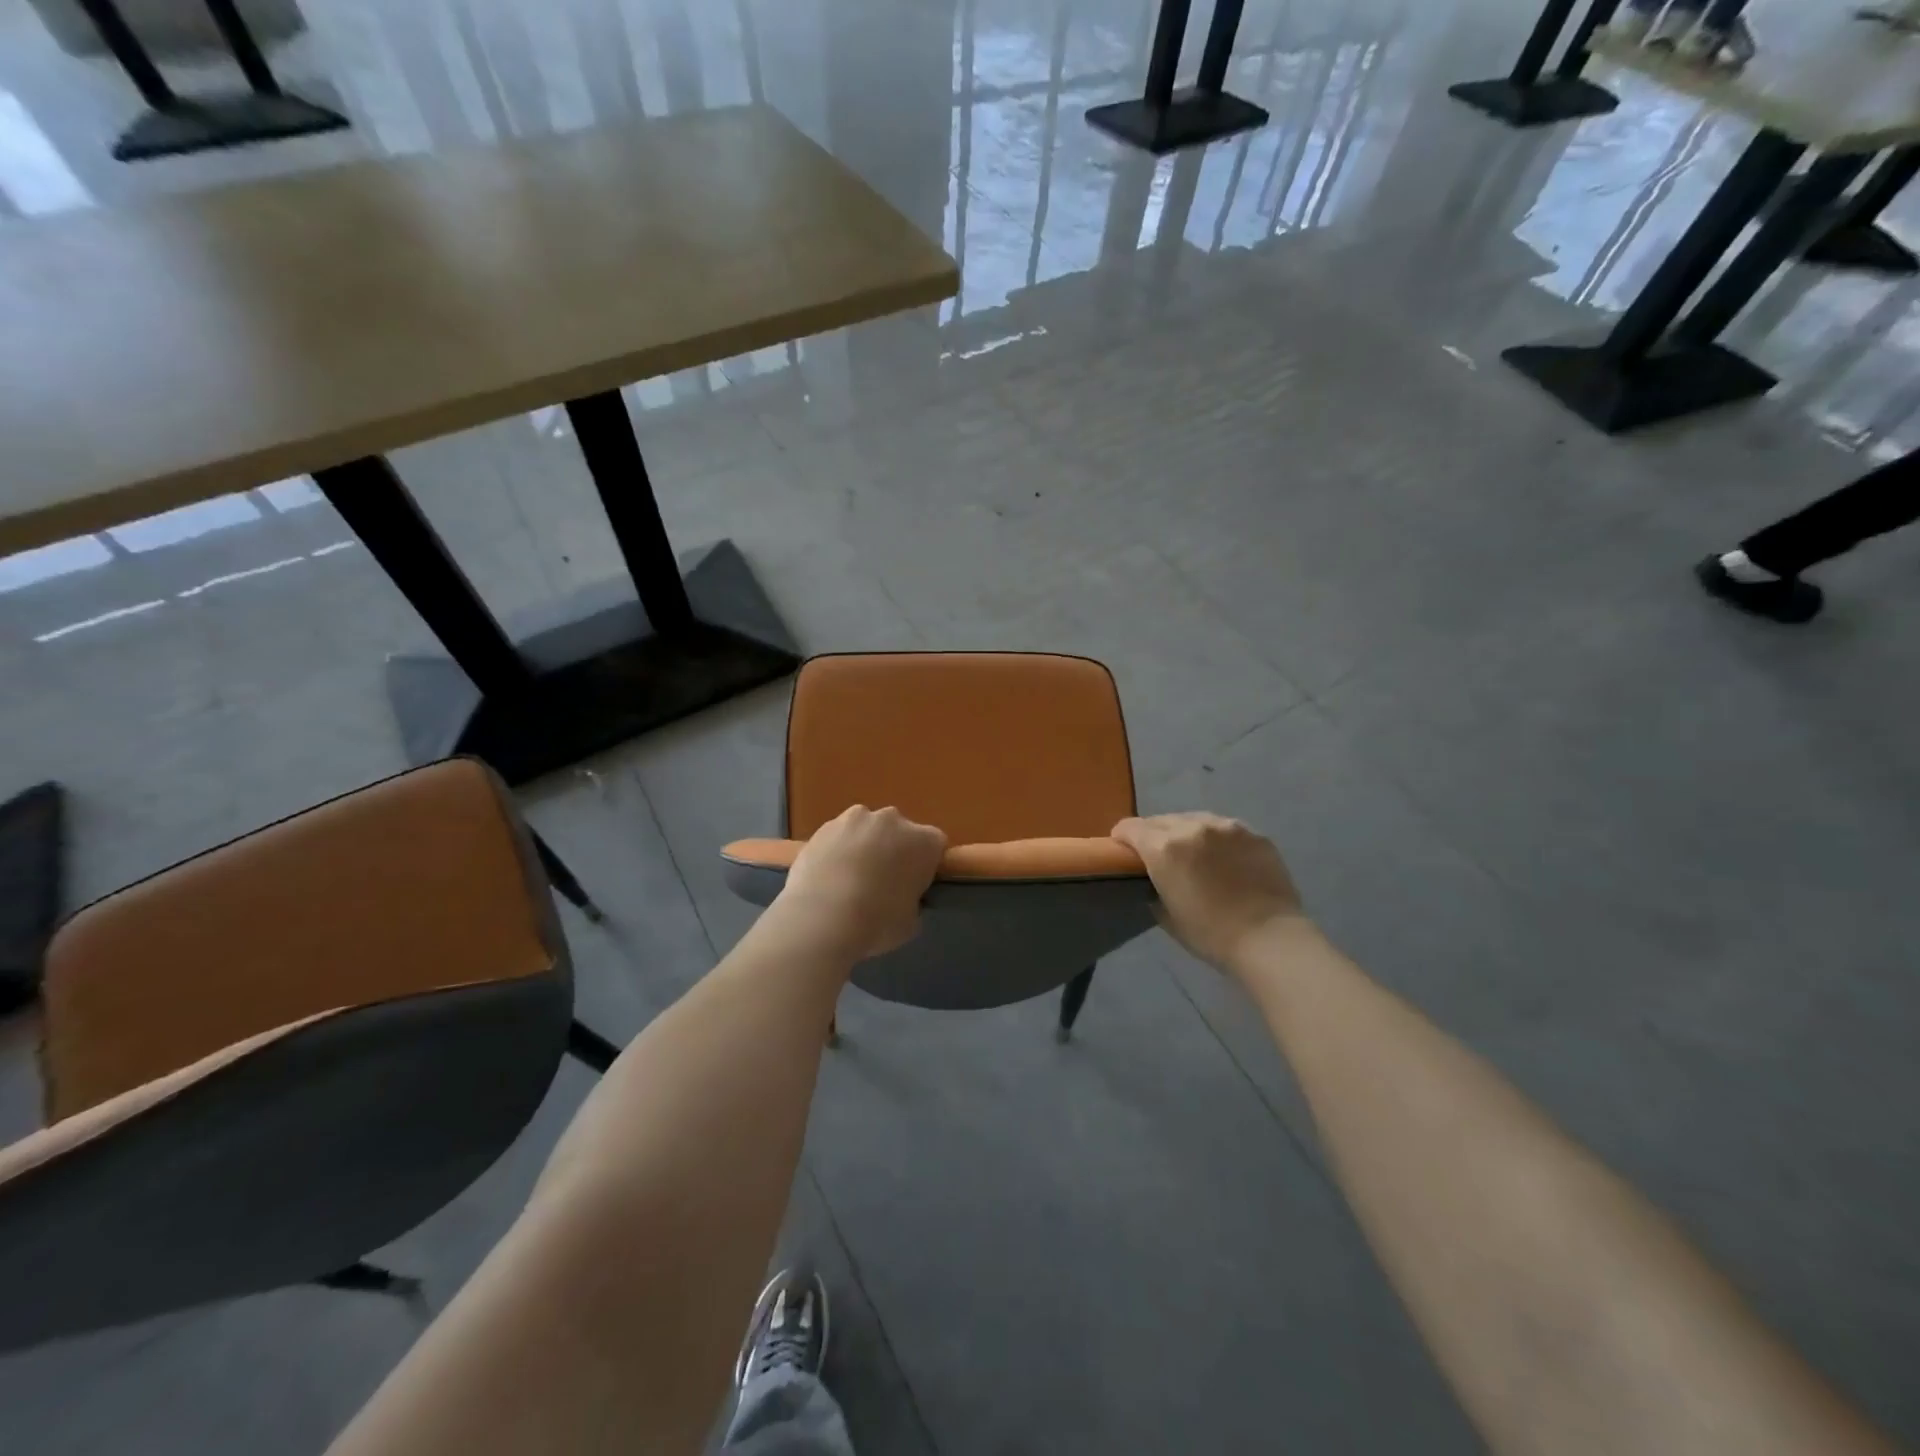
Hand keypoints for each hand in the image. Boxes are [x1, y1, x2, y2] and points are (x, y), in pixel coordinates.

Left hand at [777, 806, 946, 961]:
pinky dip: (836, 851)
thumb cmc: (876, 922)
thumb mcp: (911, 922)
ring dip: (864, 847)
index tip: (915, 885)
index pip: (935, 845)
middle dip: (894, 851)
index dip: (926, 865)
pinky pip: (838, 837)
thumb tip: (904, 898)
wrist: (821, 918)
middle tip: (882, 883)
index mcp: (924, 841)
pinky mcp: (824, 826)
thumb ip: (913, 902)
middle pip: (900, 832)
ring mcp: (855, 819)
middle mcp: (893, 820)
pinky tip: (827, 878)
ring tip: (849, 881)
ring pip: (866, 830)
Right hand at [1112, 812, 1304, 971]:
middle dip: (1154, 835)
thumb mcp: (1166, 915)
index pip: (1130, 827)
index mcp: (1164, 848)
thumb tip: (1153, 881)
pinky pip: (1225, 829)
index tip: (1123, 850)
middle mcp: (1192, 827)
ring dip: (1186, 832)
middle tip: (1159, 856)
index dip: (1121, 837)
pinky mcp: (1254, 834)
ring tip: (1195, 854)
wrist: (1270, 939)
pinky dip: (1217, 840)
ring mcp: (1226, 827)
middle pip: (1161, 820)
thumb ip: (1153, 888)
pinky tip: (1225, 860)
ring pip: (1194, 819)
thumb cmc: (1210, 934)